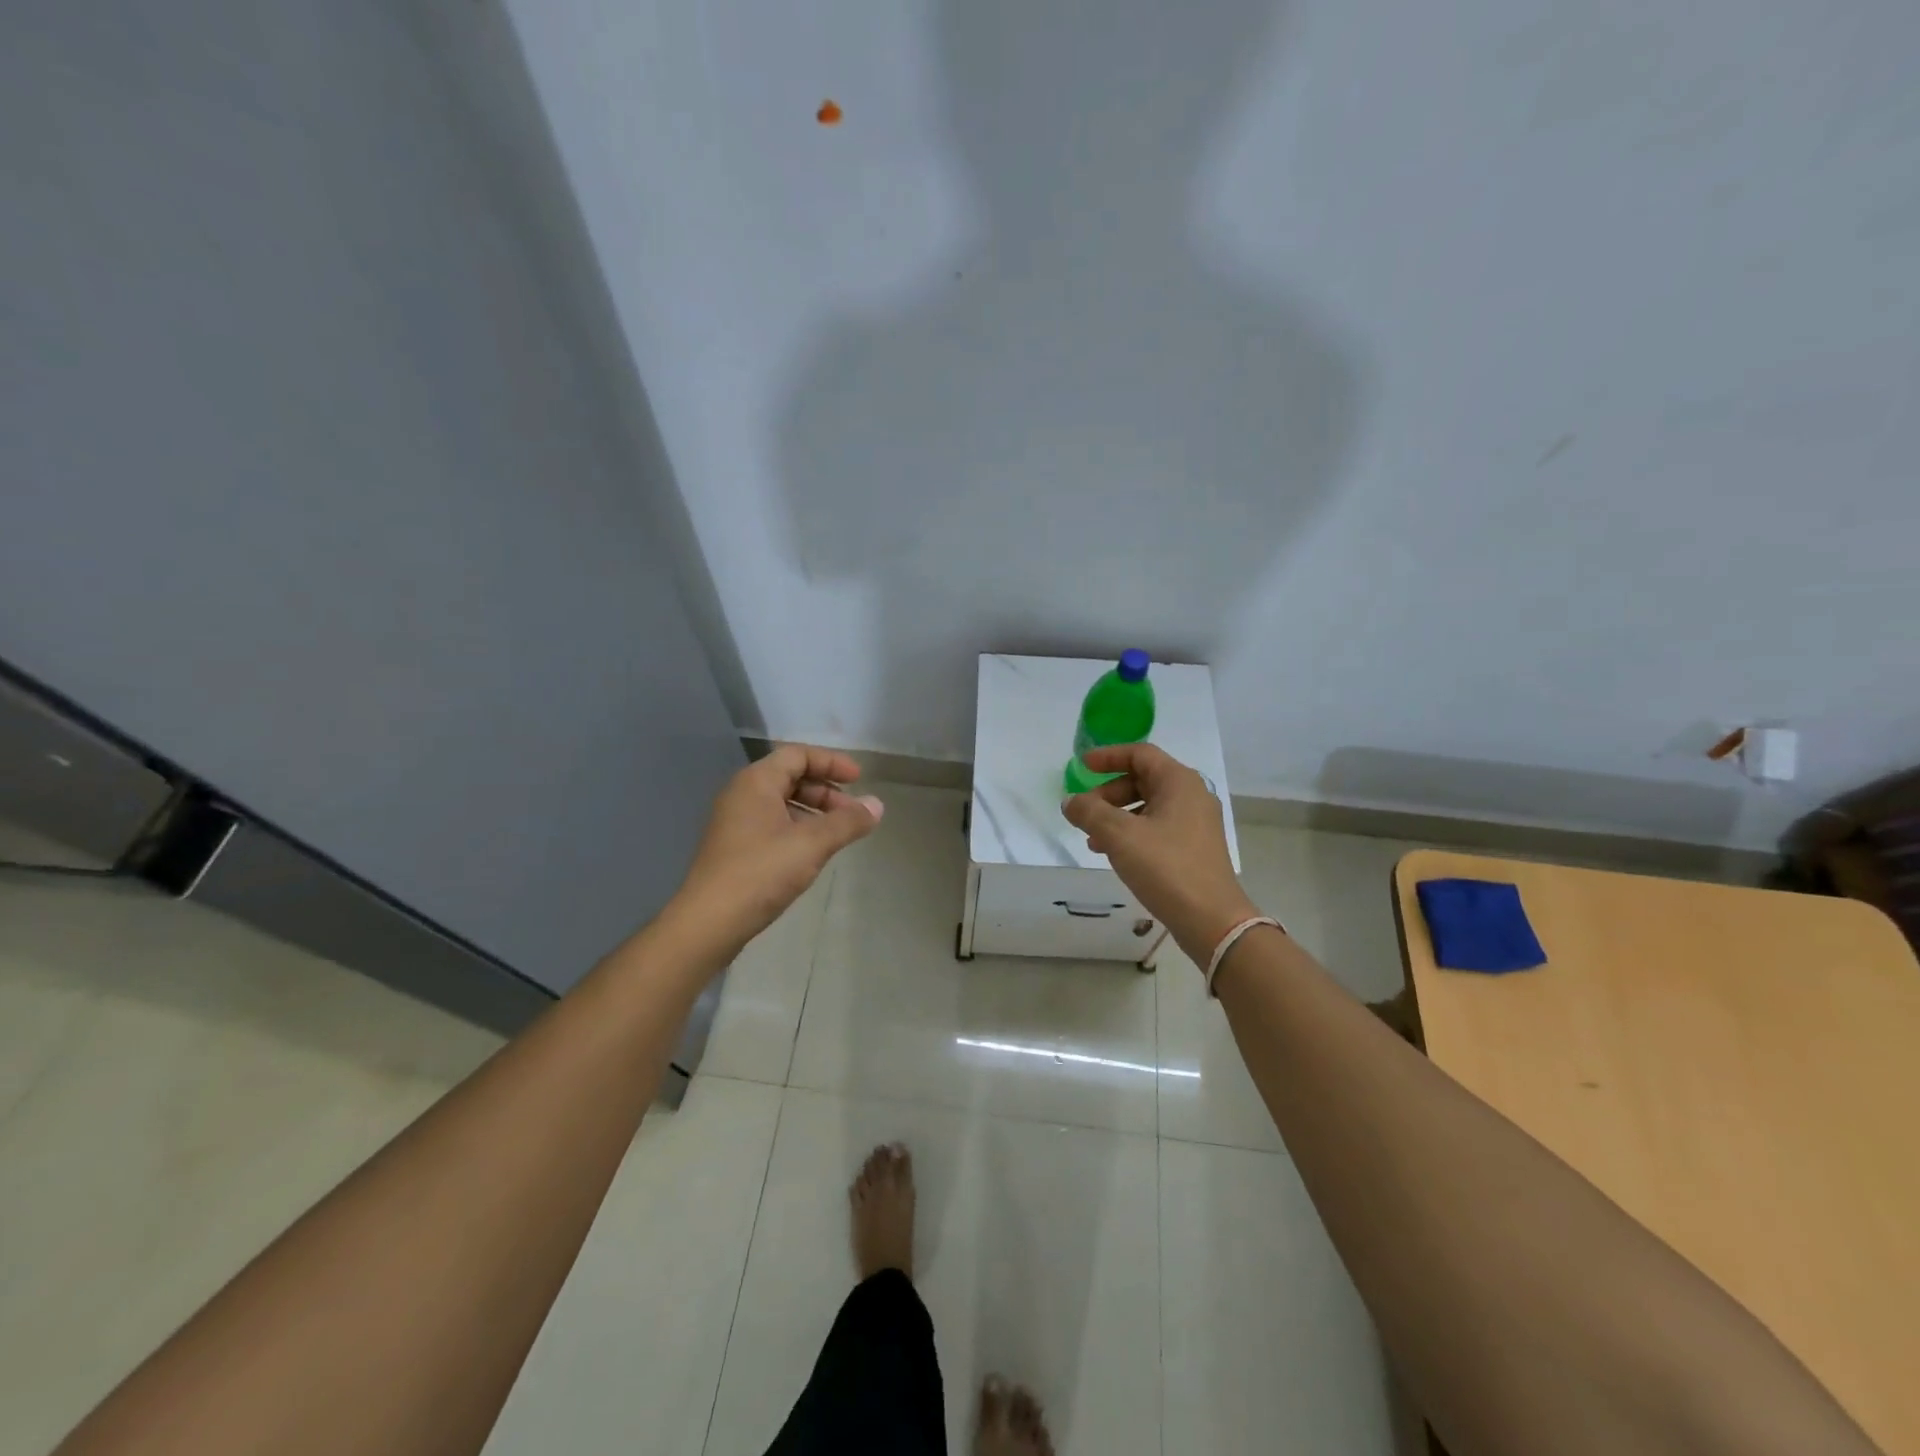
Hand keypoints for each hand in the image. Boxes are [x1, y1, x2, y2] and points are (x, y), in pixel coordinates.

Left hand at [672, 745, 882, 957]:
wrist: (708, 922)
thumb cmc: (761, 872)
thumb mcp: (812, 844)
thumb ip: (847, 822)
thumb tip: (877, 805)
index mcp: (756, 782)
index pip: (797, 755)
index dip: (831, 762)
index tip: (859, 779)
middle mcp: (742, 794)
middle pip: (790, 777)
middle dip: (825, 790)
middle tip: (852, 812)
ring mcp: (735, 822)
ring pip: (782, 803)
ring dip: (814, 811)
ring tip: (838, 834)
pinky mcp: (734, 847)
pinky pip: (772, 824)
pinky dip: (798, 828)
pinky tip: (813, 852)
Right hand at [1061, 743, 1260, 961]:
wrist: (1211, 920)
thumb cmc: (1166, 867)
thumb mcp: (1119, 836)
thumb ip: (1090, 812)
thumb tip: (1070, 801)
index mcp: (1179, 782)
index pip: (1140, 754)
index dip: (1108, 756)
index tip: (1082, 766)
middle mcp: (1192, 795)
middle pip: (1143, 779)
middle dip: (1109, 793)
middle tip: (1085, 812)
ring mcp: (1196, 823)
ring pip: (1148, 806)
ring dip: (1117, 816)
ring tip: (1093, 839)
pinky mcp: (1195, 847)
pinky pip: (1157, 827)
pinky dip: (1132, 832)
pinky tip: (1113, 854)